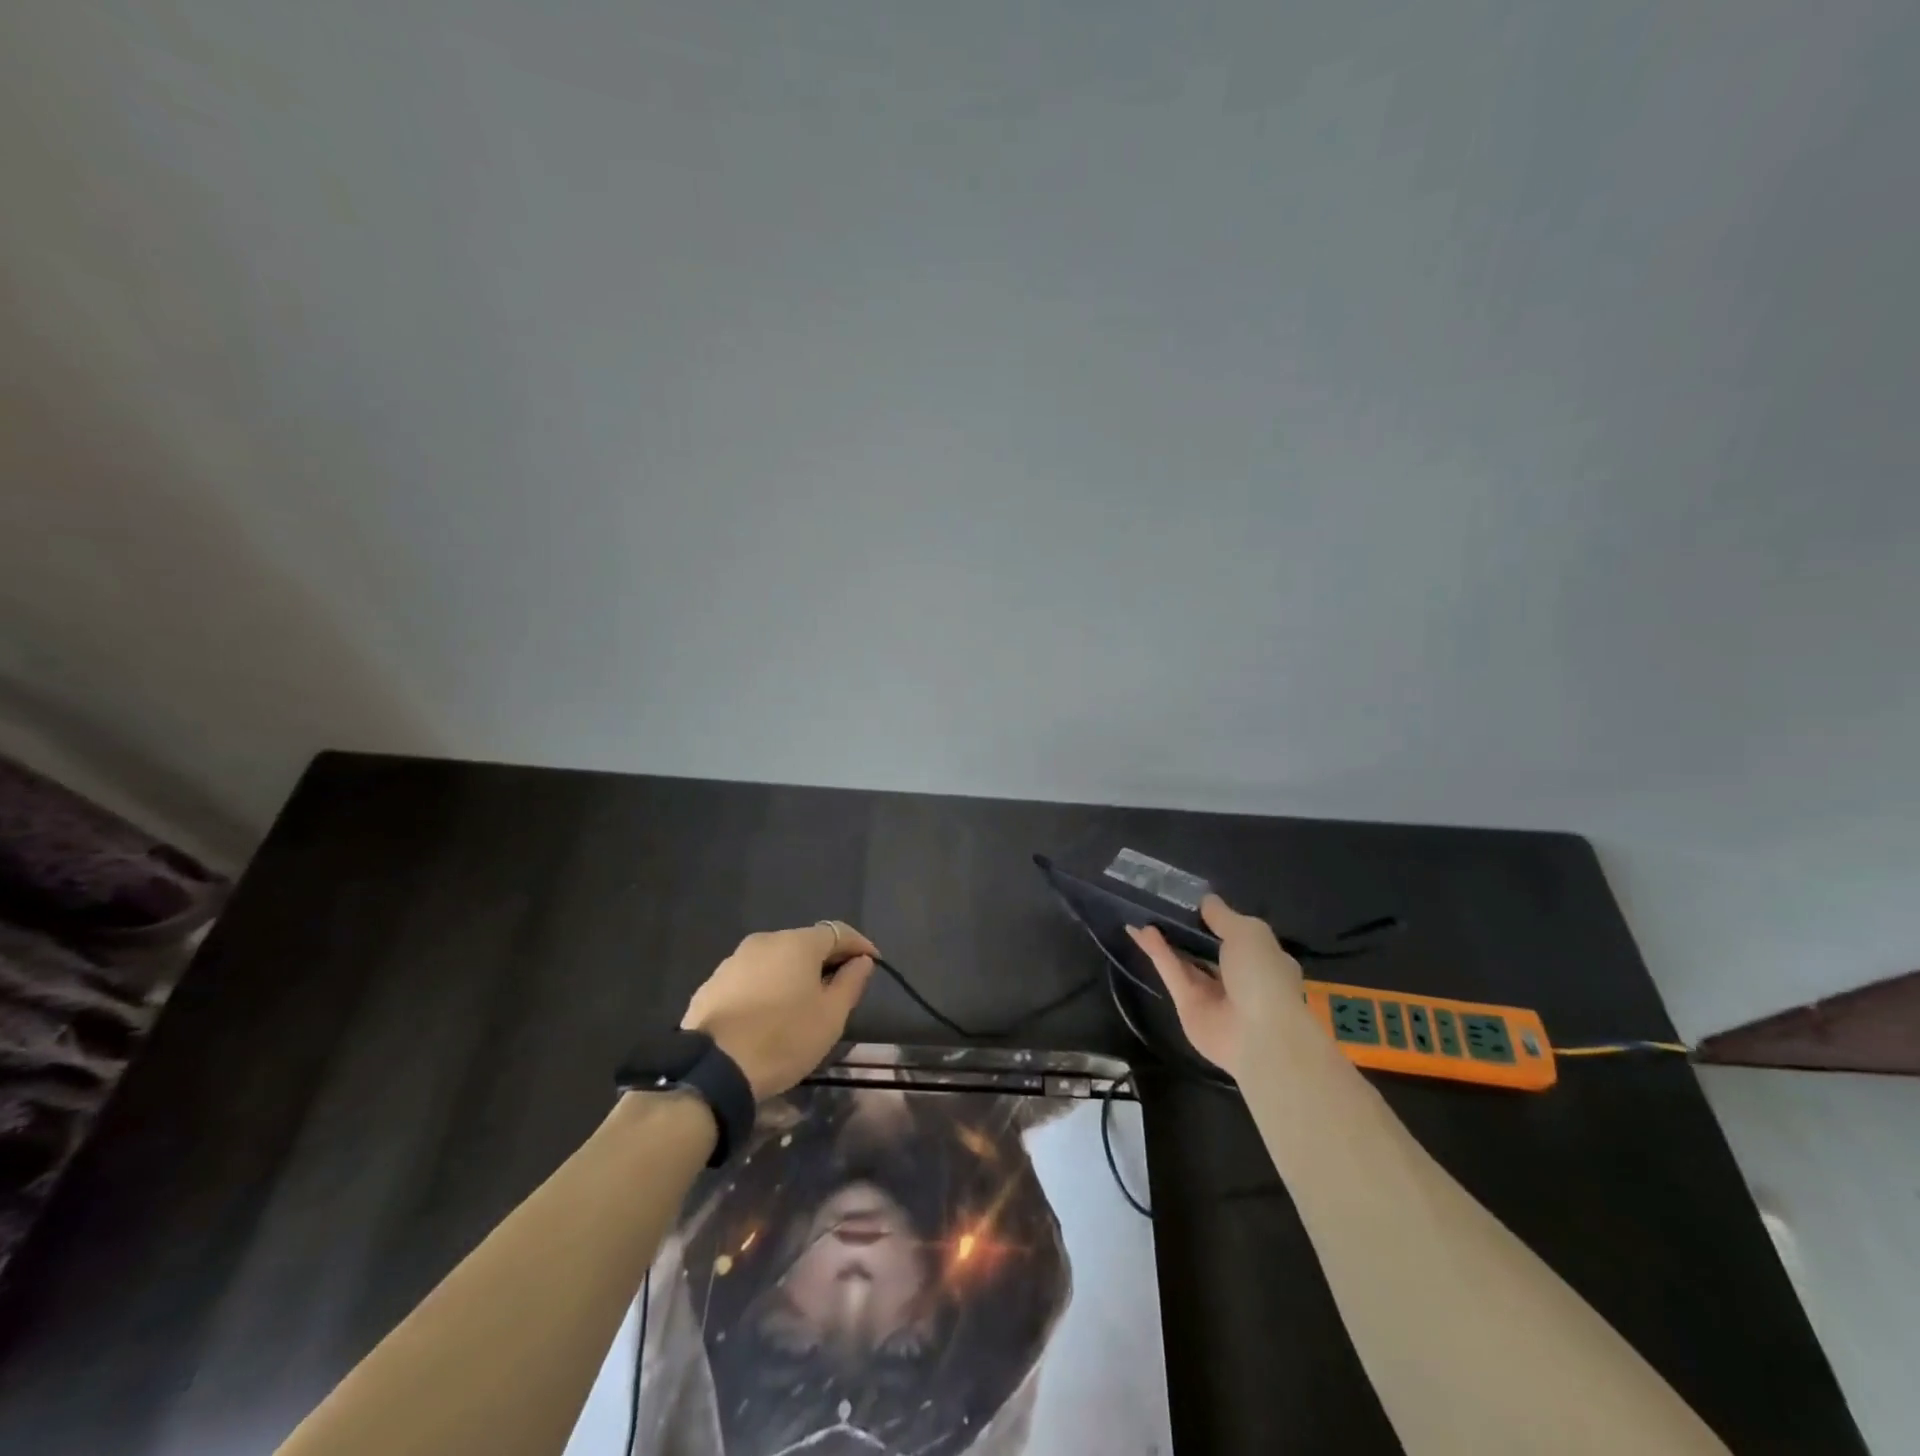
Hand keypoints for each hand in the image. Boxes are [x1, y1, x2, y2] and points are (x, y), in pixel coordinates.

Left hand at [682, 922, 878, 1100]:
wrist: (714, 1070)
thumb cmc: (784, 1038)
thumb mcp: (831, 1016)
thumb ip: (851, 982)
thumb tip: (862, 961)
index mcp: (797, 943)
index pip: (838, 932)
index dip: (859, 945)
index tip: (872, 963)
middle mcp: (765, 941)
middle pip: (805, 943)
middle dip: (825, 960)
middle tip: (838, 987)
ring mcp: (734, 960)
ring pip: (775, 960)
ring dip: (793, 974)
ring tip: (801, 1004)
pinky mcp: (712, 984)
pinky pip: (751, 978)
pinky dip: (766, 988)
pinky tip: (767, 1014)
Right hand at [1126, 895, 1303, 1079]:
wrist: (1259, 1036)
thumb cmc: (1263, 976)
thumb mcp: (1248, 932)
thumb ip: (1222, 915)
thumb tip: (1205, 901)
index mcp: (1263, 959)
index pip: (1237, 935)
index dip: (1215, 918)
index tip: (1191, 900)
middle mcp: (1238, 977)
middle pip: (1207, 948)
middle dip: (1186, 928)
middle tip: (1160, 904)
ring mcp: (1212, 994)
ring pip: (1185, 960)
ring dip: (1166, 938)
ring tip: (1143, 912)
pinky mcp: (1187, 1006)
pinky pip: (1172, 973)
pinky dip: (1158, 953)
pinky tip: (1141, 931)